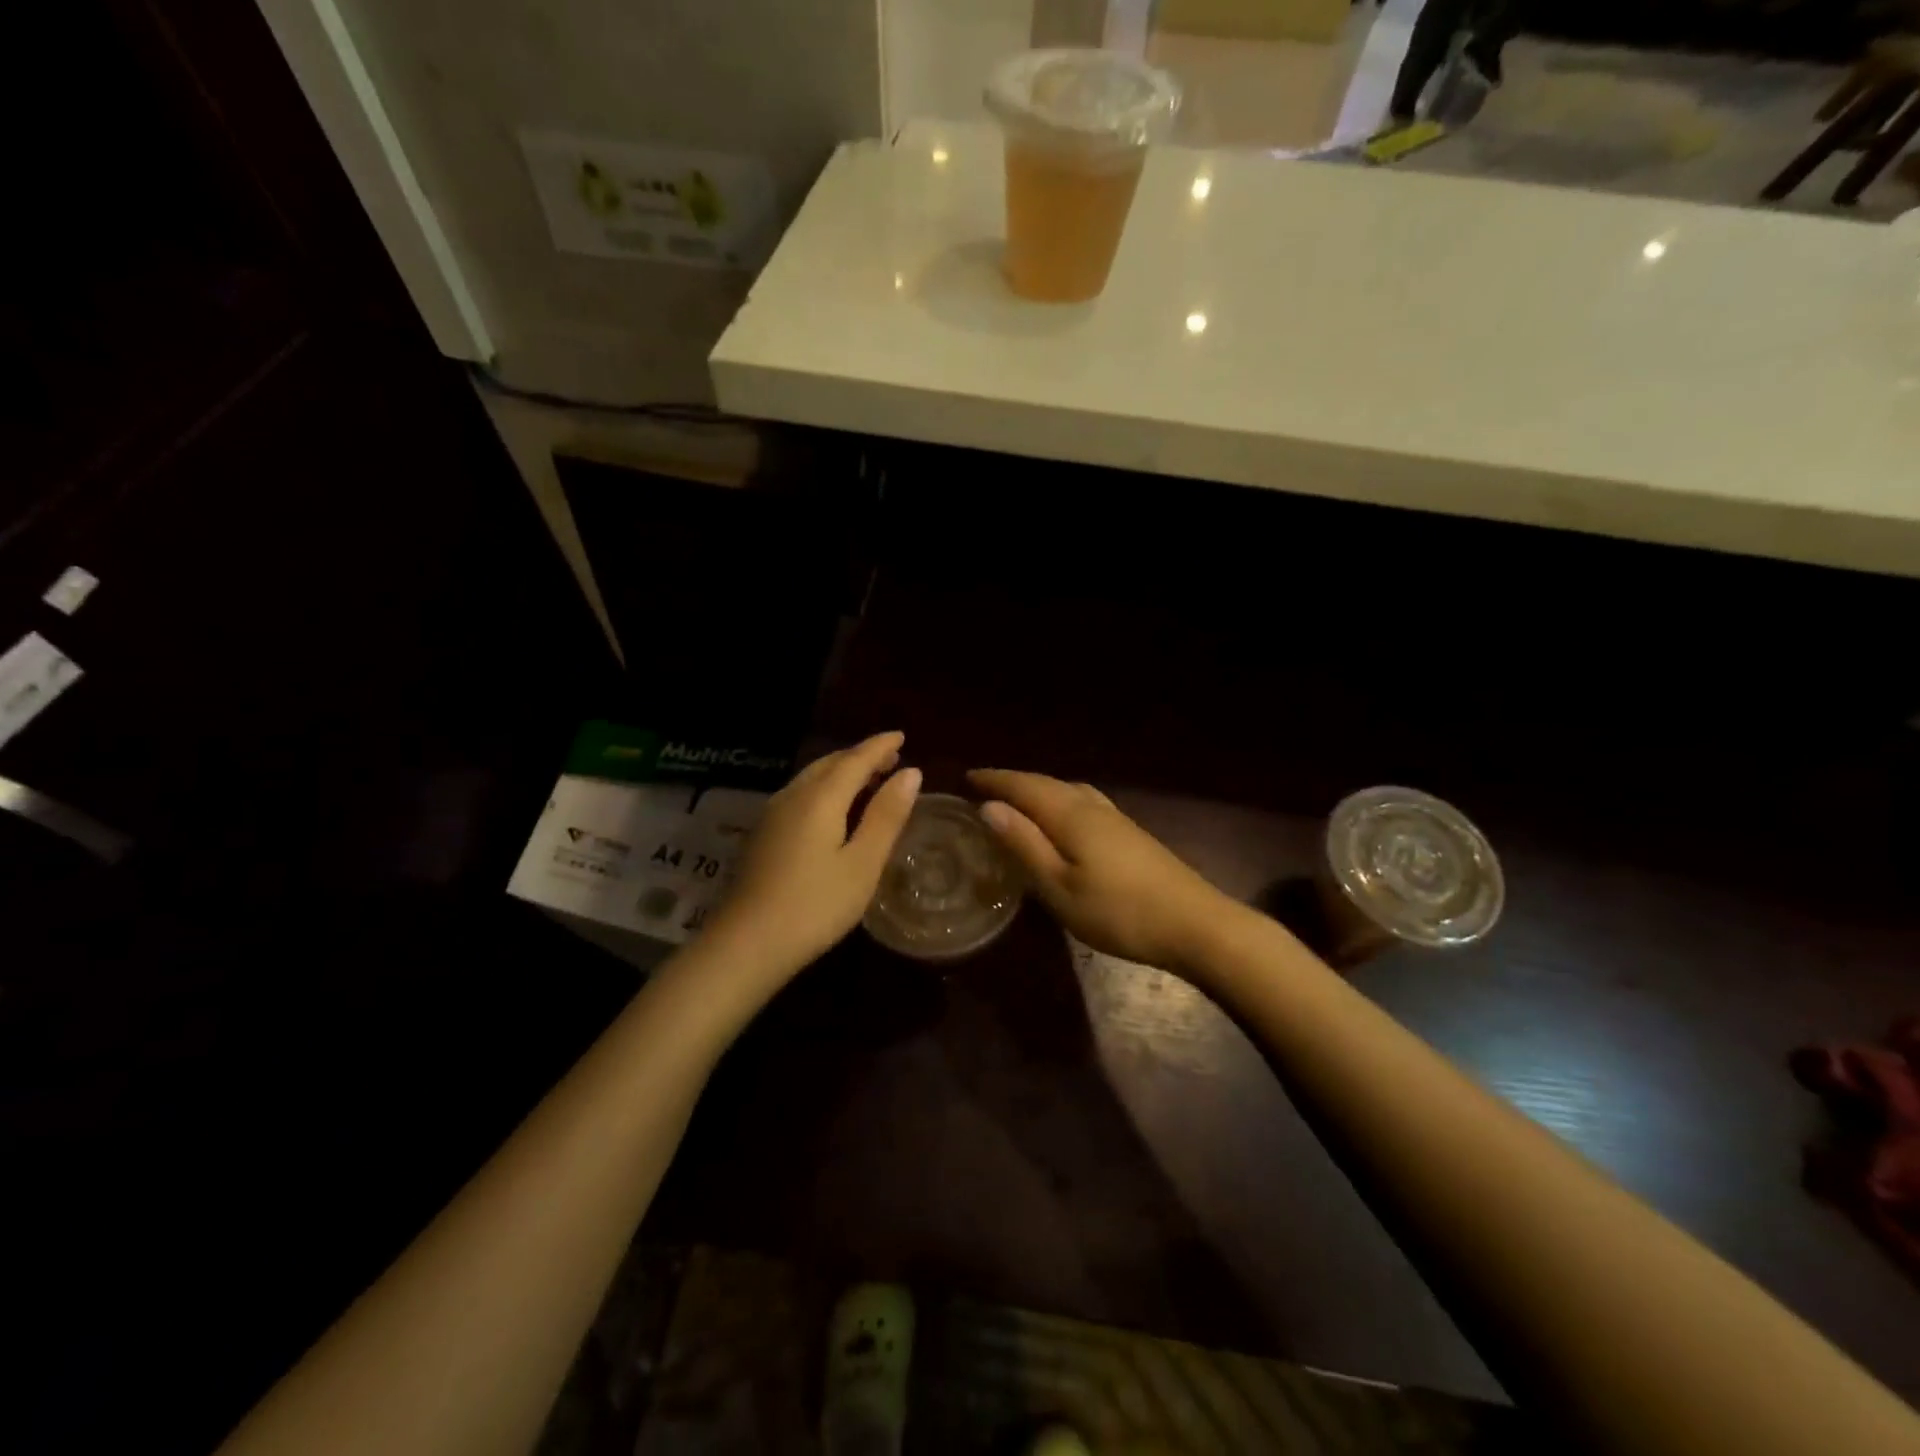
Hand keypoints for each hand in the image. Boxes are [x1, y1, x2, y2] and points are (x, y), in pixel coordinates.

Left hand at [710, 732, 920, 978]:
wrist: (746, 944)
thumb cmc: (815, 906)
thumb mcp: (863, 864)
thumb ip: (886, 816)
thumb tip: (911, 772)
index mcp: (820, 798)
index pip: (855, 759)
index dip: (880, 746)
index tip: (902, 735)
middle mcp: (792, 796)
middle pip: (830, 763)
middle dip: (861, 757)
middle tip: (890, 759)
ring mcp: (772, 815)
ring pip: (812, 778)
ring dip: (841, 772)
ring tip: (868, 780)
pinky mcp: (763, 835)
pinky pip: (800, 795)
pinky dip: (825, 789)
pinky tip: (834, 810)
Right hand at [969, 769, 1243, 974]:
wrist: (1195, 925)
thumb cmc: (1119, 912)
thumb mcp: (1060, 887)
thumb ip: (1025, 845)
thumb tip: (989, 807)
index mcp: (1071, 815)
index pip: (1025, 786)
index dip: (995, 780)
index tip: (967, 777)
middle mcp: (1092, 807)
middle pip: (1047, 784)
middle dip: (1014, 782)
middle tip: (985, 788)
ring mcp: (1116, 819)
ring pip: (1069, 790)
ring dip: (1039, 789)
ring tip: (1018, 800)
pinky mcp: (1131, 834)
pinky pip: (1084, 802)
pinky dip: (1061, 801)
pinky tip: (1064, 818)